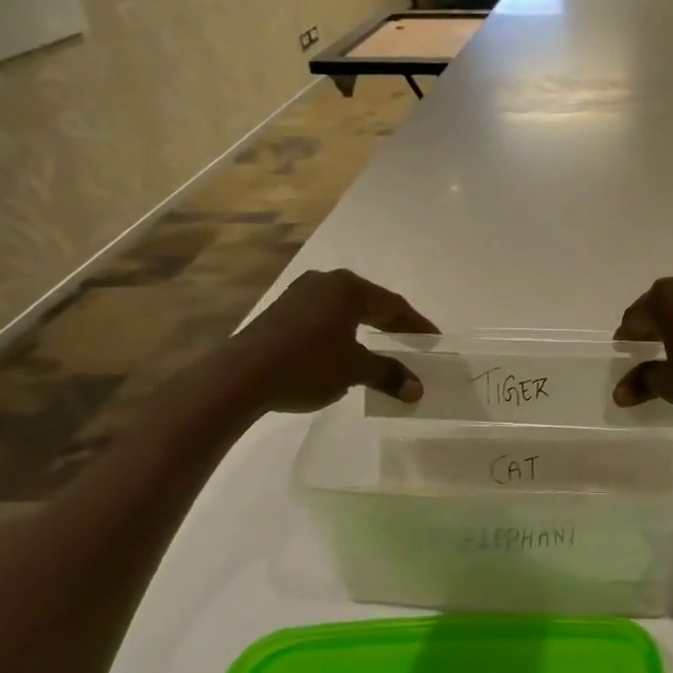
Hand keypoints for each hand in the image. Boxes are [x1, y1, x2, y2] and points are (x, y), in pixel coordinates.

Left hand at [225, 269, 439, 413]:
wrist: (239, 378)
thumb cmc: (306, 365)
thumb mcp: (354, 370)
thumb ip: (389, 374)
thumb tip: (418, 390)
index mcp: (348, 288)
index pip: (393, 304)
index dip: (416, 324)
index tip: (434, 339)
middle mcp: (325, 282)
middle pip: (369, 302)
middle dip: (392, 323)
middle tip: (412, 340)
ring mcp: (298, 295)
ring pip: (344, 309)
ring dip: (365, 327)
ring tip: (381, 345)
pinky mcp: (279, 312)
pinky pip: (323, 317)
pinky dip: (342, 331)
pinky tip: (344, 348)